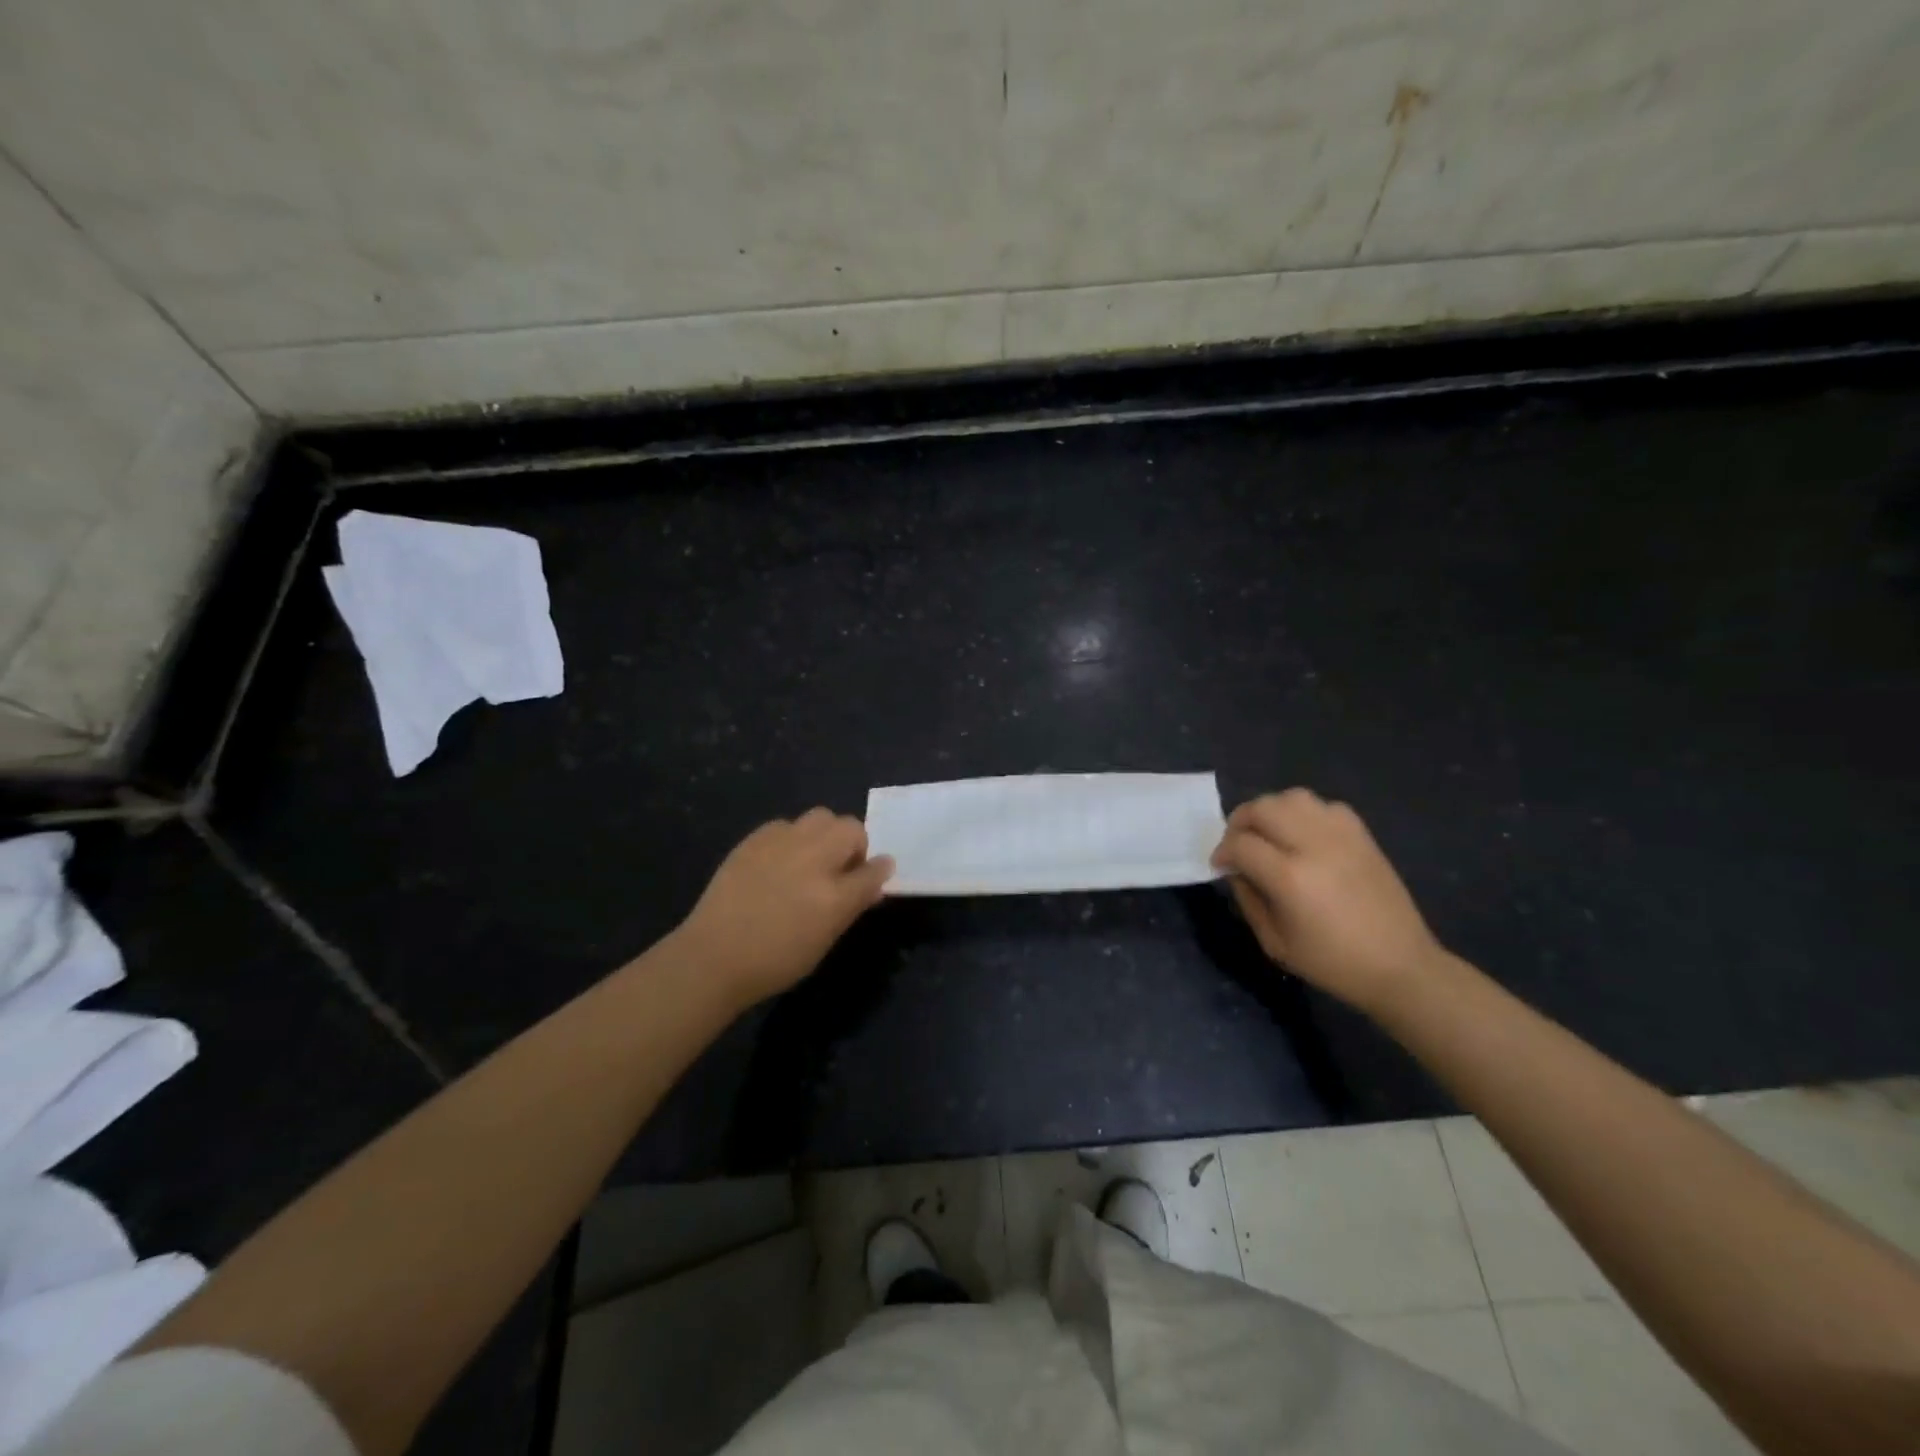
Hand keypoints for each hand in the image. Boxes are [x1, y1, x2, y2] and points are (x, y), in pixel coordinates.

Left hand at [673, 809, 893, 1008]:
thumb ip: (851, 906)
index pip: (874, 869)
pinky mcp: (755, 839)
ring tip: (811, 858)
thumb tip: (873, 883)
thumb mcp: (823, 941)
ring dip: (825, 834)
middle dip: (853, 843)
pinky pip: (786, 824)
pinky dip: (792, 837)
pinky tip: (779, 860)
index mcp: (833, 895)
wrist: (714, 957)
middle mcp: (812, 860)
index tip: (876, 874)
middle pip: (850, 828)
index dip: (879, 870)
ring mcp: (782, 844)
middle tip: (841, 867)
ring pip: (820, 817)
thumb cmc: (774, 961)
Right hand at [1211, 788, 1447, 1013]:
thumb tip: (1236, 870)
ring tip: (1270, 833)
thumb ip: (1248, 899)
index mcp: (1290, 878)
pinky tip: (1304, 836)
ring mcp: (1342, 836)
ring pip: (1293, 797)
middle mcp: (1314, 846)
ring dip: (1271, 811)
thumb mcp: (1275, 943)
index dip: (1222, 851)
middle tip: (1239, 844)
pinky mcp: (1362, 835)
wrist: (1400, 965)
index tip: (1220, 865)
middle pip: (1263, 808)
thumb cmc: (1332, 963)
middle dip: (1240, 822)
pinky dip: (1305, 813)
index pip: (1240, 843)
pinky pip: (1324, 806)